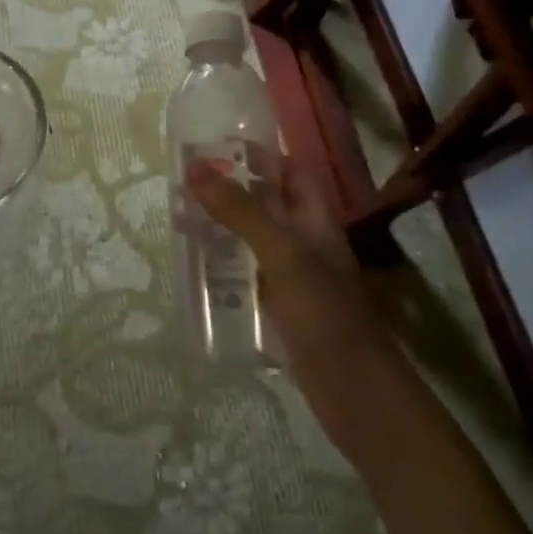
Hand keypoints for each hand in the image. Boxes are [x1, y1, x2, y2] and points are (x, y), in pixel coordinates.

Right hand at [186, 156, 387, 372]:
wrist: (352, 389)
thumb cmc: (323, 312)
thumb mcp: (280, 253)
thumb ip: (240, 211)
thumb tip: (195, 166)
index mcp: (315, 220)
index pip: (291, 172)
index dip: (261, 155)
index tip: (218, 144)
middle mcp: (305, 242)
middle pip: (268, 204)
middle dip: (232, 189)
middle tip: (185, 179)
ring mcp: (292, 276)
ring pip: (254, 239)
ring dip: (223, 227)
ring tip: (180, 216)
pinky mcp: (279, 306)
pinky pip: (248, 273)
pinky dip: (224, 264)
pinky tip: (196, 266)